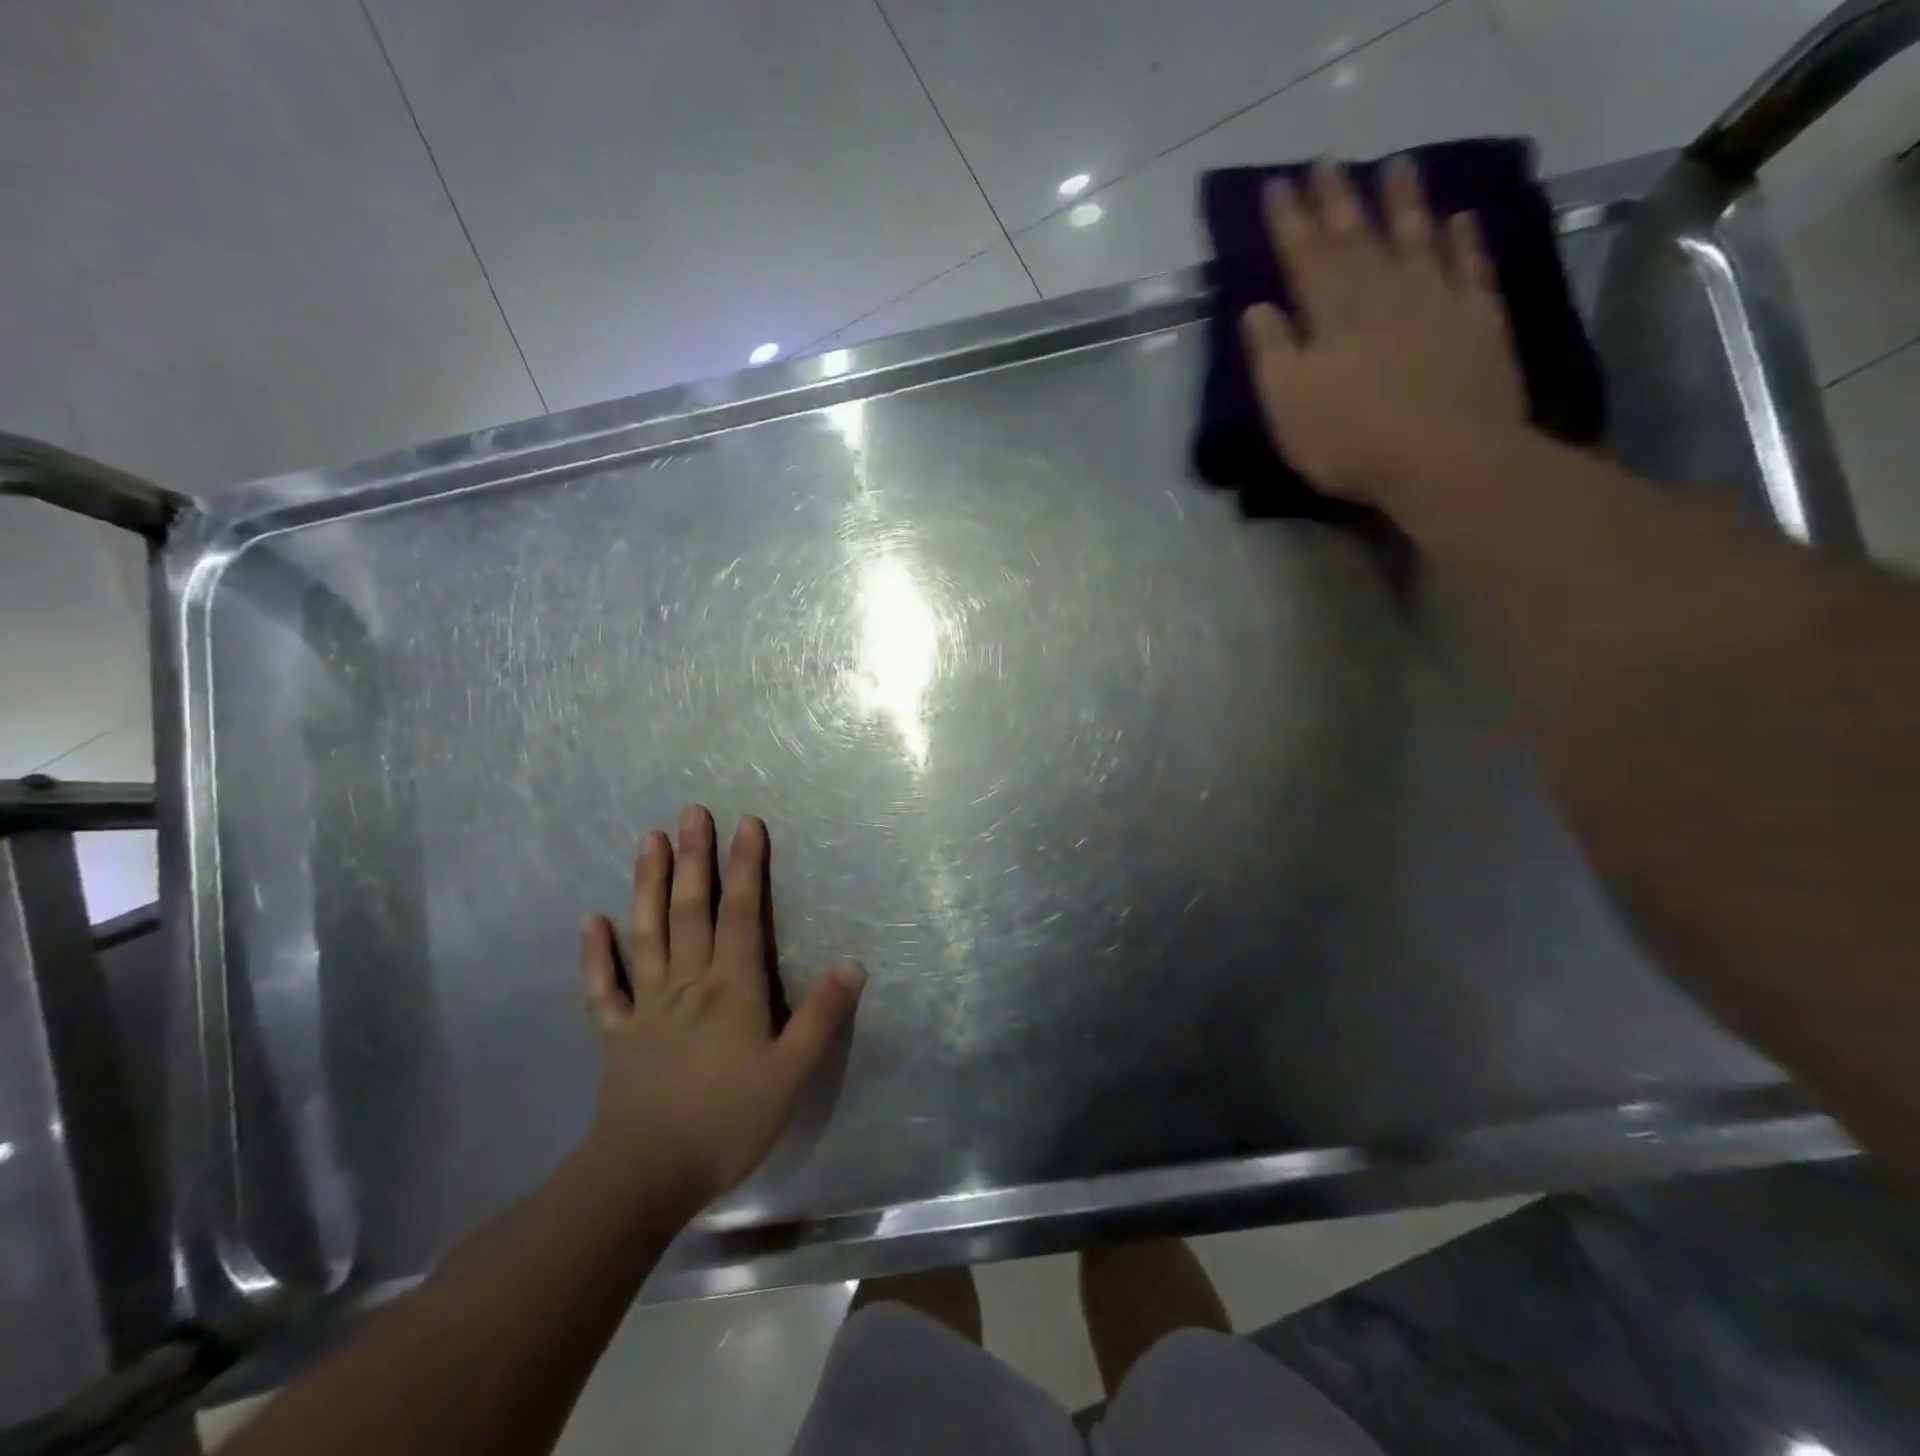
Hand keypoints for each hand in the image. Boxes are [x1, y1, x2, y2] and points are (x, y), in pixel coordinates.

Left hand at [578, 804, 865, 1215]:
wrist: (644, 1177)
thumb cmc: (726, 1123)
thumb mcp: (790, 1074)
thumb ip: (821, 1017)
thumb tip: (853, 963)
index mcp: (731, 988)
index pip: (742, 913)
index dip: (746, 866)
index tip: (747, 823)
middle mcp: (688, 983)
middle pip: (690, 909)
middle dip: (694, 858)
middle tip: (691, 813)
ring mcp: (647, 1006)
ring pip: (647, 932)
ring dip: (647, 884)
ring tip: (649, 841)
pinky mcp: (619, 1034)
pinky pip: (605, 987)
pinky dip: (596, 953)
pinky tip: (592, 921)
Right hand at [1240, 156, 1525, 505]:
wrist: (1446, 459)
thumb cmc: (1351, 440)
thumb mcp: (1288, 406)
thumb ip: (1271, 354)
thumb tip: (1256, 308)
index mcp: (1332, 314)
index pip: (1304, 256)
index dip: (1289, 221)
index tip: (1275, 186)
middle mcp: (1384, 293)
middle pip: (1357, 237)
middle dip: (1337, 199)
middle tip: (1326, 162)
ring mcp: (1437, 300)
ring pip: (1416, 237)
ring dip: (1403, 202)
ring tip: (1395, 166)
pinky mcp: (1478, 319)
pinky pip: (1469, 266)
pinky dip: (1462, 240)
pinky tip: (1457, 220)